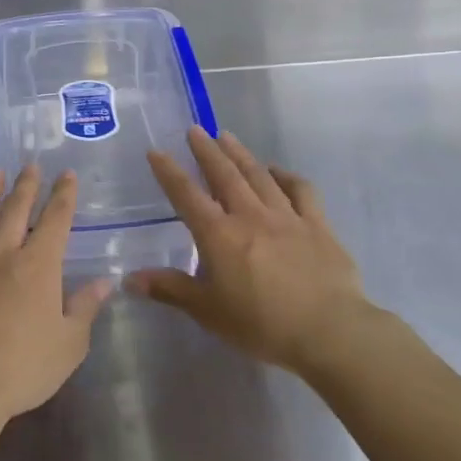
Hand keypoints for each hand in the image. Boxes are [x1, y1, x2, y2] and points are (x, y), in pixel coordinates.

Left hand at [0, 166, 113, 426]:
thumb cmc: (21, 369)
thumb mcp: (68, 345)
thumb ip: (85, 308)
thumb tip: (105, 281)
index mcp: (38, 266)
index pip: (55, 221)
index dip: (63, 195)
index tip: (66, 175)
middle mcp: (1, 254)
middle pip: (15, 211)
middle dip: (26, 186)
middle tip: (30, 166)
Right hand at [130, 127, 401, 376]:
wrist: (329, 331)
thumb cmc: (261, 324)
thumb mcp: (208, 312)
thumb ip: (171, 290)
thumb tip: (130, 279)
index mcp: (219, 235)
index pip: (187, 196)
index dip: (169, 172)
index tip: (156, 151)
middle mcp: (250, 216)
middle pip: (224, 175)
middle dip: (207, 151)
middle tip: (195, 129)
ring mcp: (287, 217)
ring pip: (259, 176)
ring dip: (241, 154)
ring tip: (227, 136)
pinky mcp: (317, 225)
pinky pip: (301, 191)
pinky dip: (287, 176)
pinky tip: (278, 171)